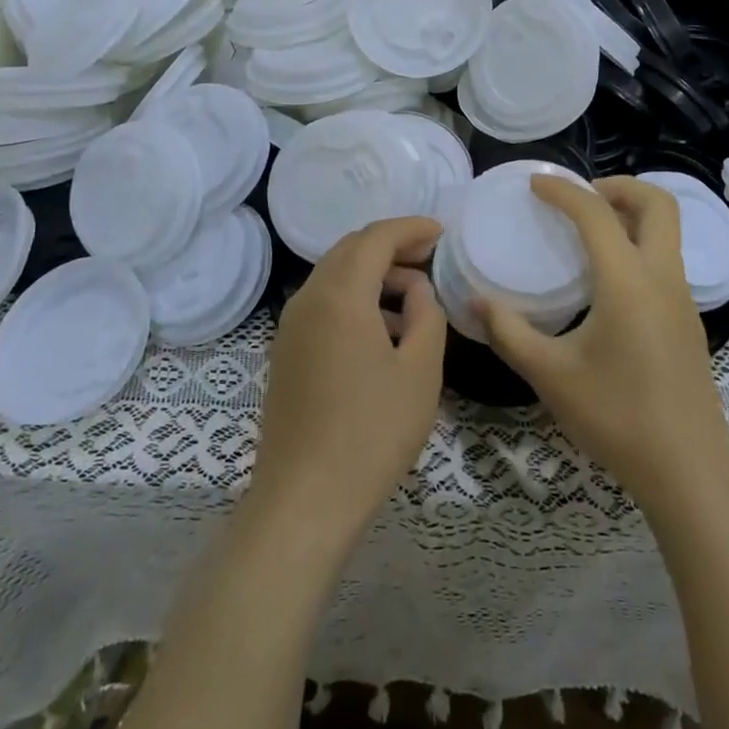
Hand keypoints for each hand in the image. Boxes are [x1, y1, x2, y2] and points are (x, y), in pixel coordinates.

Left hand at [251, 216, 446, 541]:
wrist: (305, 500)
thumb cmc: (372, 432)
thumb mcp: (421, 371)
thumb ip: (427, 315)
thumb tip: (417, 289)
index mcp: (339, 296)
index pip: (375, 238)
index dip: (411, 228)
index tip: (442, 233)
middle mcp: (307, 299)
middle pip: (350, 250)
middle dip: (392, 246)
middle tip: (431, 259)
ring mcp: (290, 327)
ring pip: (334, 276)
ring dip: (373, 274)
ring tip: (414, 299)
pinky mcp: (286, 352)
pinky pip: (323, 304)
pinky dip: (355, 298)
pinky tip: (383, 330)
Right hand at [480, 177, 728, 509]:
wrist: (688, 470)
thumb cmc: (617, 418)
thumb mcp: (550, 375)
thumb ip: (508, 332)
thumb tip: (475, 301)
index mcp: (628, 282)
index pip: (596, 214)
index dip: (562, 191)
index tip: (534, 184)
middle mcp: (662, 278)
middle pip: (658, 203)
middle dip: (618, 186)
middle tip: (578, 197)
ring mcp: (683, 299)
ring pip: (668, 230)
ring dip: (632, 213)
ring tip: (588, 230)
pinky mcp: (688, 320)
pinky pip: (666, 259)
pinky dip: (639, 243)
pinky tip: (606, 279)